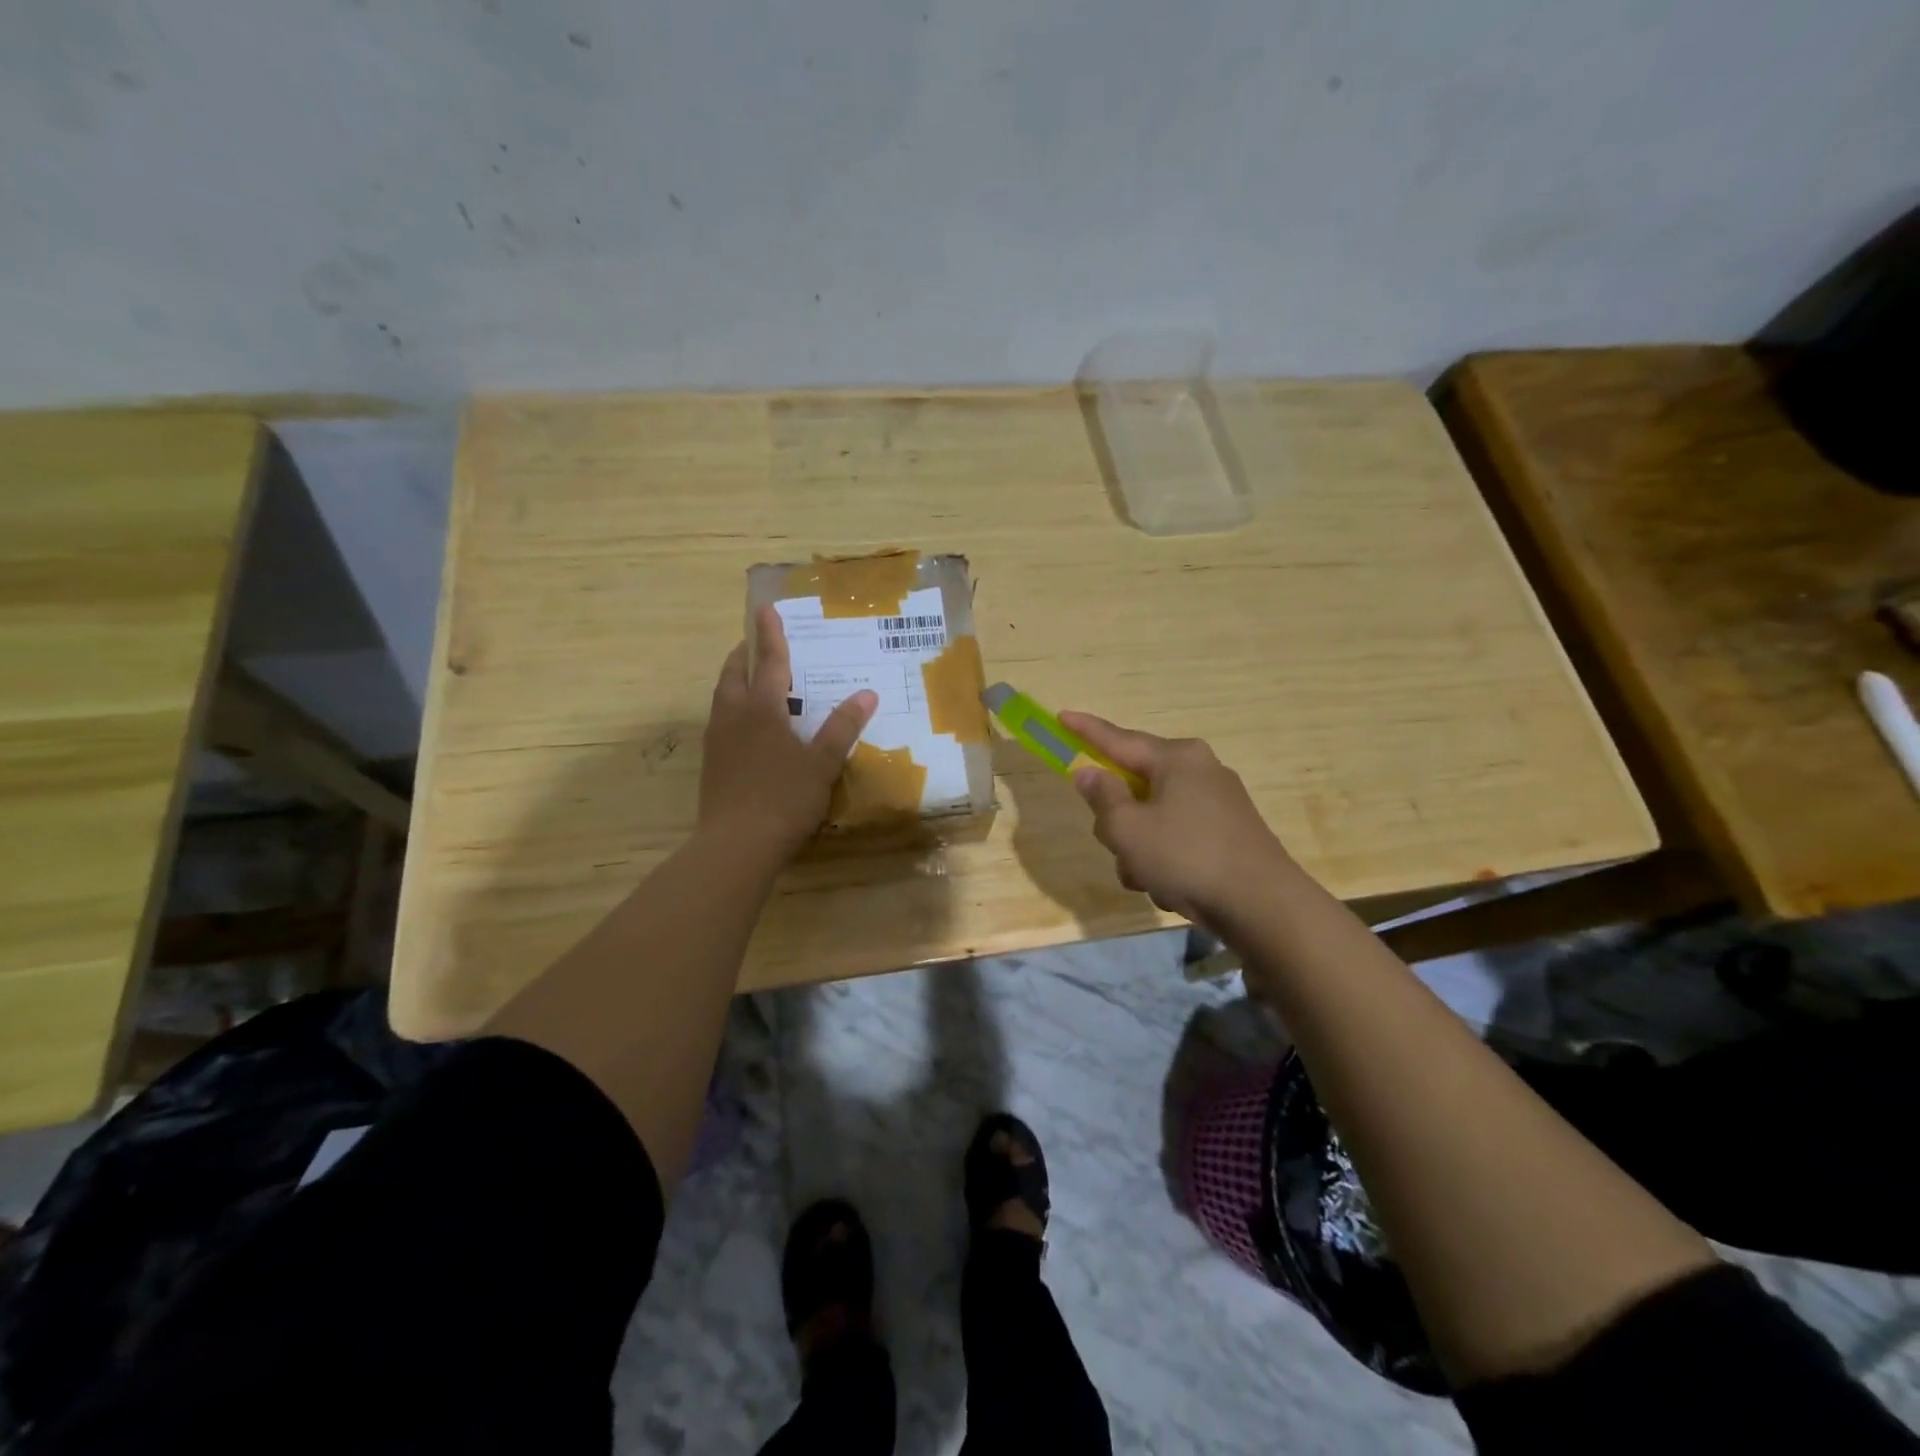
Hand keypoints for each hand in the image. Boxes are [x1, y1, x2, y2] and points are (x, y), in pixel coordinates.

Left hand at [700, 606, 876, 860]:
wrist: (736, 845)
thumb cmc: (784, 798)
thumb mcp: (822, 763)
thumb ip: (842, 727)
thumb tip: (867, 693)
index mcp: (762, 710)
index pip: (769, 662)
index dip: (770, 635)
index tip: (765, 608)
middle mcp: (734, 717)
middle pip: (735, 674)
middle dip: (746, 654)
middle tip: (756, 643)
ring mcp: (718, 741)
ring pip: (723, 698)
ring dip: (736, 680)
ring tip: (751, 678)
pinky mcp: (712, 764)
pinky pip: (722, 721)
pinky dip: (734, 708)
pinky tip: (747, 726)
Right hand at [1059, 711, 1293, 927]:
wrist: (1263, 905)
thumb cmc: (1186, 857)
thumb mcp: (1128, 829)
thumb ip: (1103, 798)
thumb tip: (1090, 773)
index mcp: (1177, 759)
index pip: (1119, 739)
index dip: (1086, 730)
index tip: (1061, 716)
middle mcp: (1201, 771)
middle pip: (1137, 785)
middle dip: (1119, 820)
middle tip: (1115, 845)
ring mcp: (1219, 803)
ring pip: (1155, 818)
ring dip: (1141, 849)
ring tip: (1148, 879)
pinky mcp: (1230, 833)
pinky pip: (1179, 837)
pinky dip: (1166, 860)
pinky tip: (1173, 889)